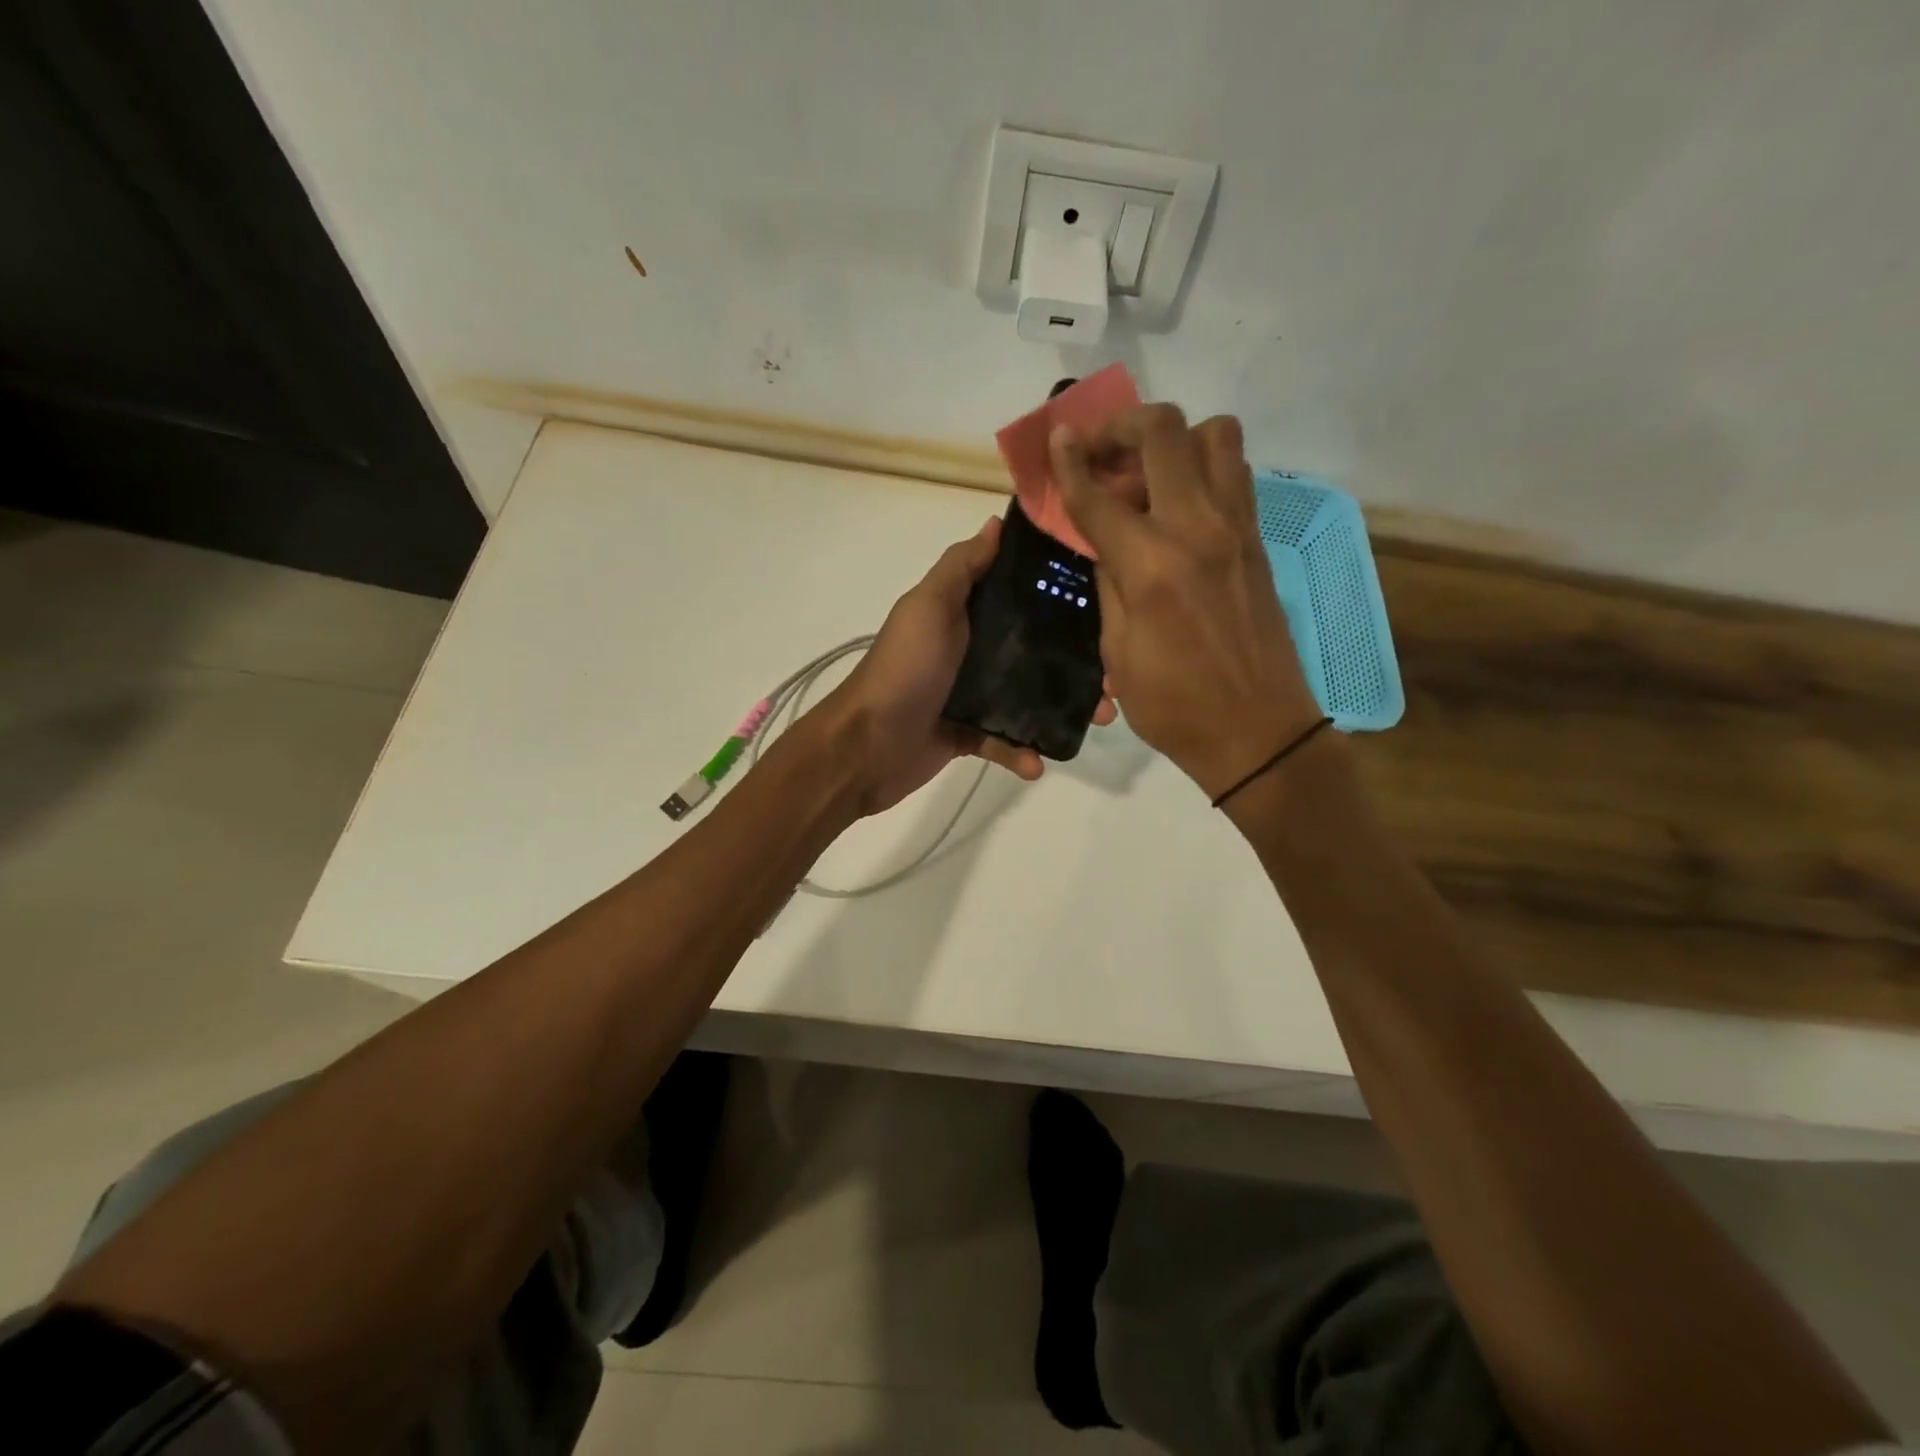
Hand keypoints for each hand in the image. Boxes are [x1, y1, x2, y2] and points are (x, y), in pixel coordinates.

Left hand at [806, 516, 1117, 816]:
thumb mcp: (929, 607)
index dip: (1061, 595)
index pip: (1020, 595)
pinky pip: (1005, 742)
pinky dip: (1022, 753)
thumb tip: (994, 522)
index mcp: (965, 612)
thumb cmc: (903, 669)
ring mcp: (970, 694)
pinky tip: (1037, 763)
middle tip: (1115, 674)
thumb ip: (960, 567)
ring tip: (1099, 717)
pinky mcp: (968, 735)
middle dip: (1077, 660)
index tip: (1107, 599)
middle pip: (1035, 649)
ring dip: (1063, 709)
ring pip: (1028, 698)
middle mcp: (972, 649)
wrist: (865, 745)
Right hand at [1049, 406, 1321, 800]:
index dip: (1070, 463)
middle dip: (1122, 426)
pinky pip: (1234, 473)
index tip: (1056, 438)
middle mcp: (1197, 528)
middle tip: (1099, 451)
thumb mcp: (1118, 652)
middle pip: (1164, 432)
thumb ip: (1110, 584)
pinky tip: (1177, 504)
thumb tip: (1108, 544)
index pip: (1100, 495)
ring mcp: (1237, 528)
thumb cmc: (1175, 706)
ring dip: (1172, 439)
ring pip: (1215, 435)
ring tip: (1145, 474)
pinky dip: (1201, 467)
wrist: (1259, 732)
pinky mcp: (1258, 540)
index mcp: (1152, 565)